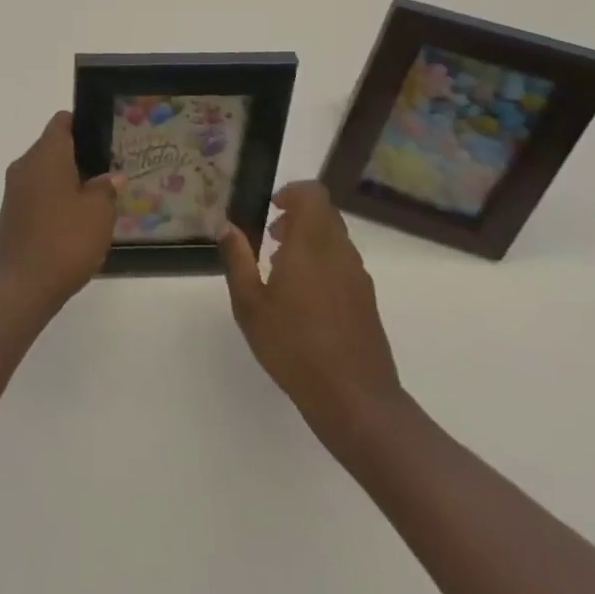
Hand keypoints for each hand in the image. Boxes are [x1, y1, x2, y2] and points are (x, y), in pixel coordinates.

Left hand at [0, 112, 122, 318]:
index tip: (105, 139)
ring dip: (68, 181)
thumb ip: (107, 188)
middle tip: (109, 172)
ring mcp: (14, 191)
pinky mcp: (11, 215)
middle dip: (80, 156)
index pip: (62, 122)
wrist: (19, 289)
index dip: (83, 124)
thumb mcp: (99, 213)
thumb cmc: (64, 241)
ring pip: (45, 173)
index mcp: (46, 154)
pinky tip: (75, 223)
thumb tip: (110, 177)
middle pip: (54, 147)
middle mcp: (25, 164)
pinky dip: (55, 200)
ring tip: (97, 199)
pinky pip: (37, 195)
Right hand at [220, 181, 404, 440]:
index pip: (313, 194)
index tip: (271, 208)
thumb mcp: (250, 306)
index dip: (292, 192)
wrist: (356, 401)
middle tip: (272, 238)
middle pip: (324, 213)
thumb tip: (227, 227)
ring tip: (283, 271)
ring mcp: (358, 276)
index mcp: (312, 244)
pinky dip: (323, 264)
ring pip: (335, 239)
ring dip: (310, 241)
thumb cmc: (295, 348)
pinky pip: (343, 264)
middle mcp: (339, 251)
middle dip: (297, 217)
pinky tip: (305, 300)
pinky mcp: (367, 301)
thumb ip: (238, 260)